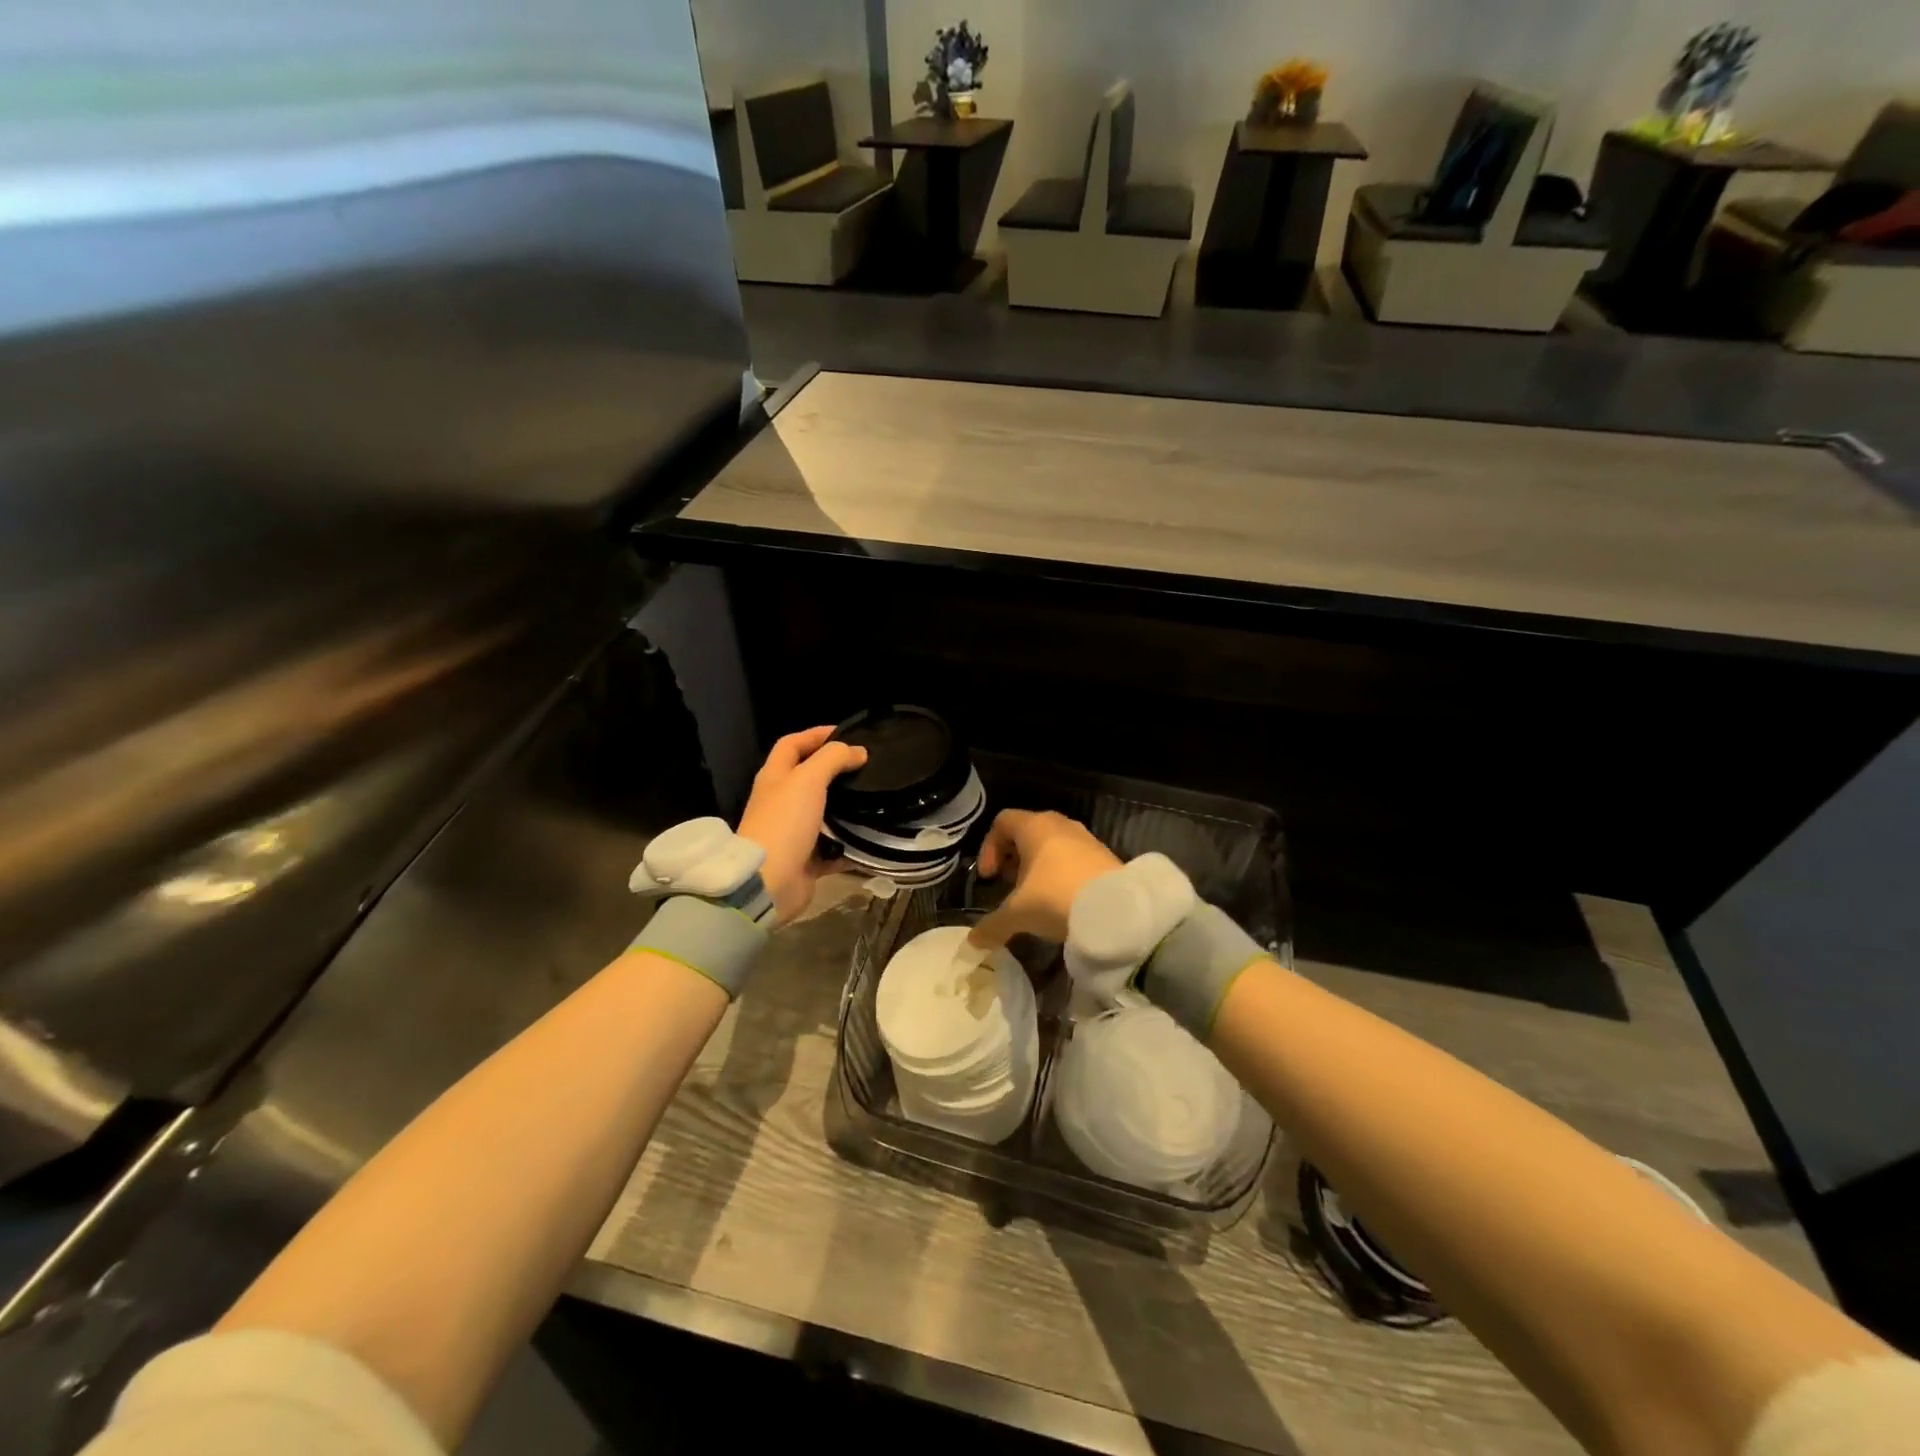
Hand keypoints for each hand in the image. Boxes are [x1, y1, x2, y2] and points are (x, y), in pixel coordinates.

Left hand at [737, 727, 867, 923]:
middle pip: (808, 778)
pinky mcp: (806, 860)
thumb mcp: (809, 779)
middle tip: (867, 767)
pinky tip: (873, 839)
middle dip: (835, 771)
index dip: (816, 734)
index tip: (846, 733)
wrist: (769, 882)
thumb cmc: (785, 822)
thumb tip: (857, 751)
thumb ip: (833, 759)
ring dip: (846, 808)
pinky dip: (851, 845)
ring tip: (875, 799)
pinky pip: (833, 849)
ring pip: (823, 813)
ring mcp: (792, 832)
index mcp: (775, 778)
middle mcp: (781, 802)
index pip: (792, 744)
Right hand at [966, 810, 1122, 948]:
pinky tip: (1062, 901)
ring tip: (1035, 897)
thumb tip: (973, 941)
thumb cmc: (1057, 897)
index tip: (990, 877)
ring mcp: (1085, 838)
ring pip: (1052, 845)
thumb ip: (992, 925)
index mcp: (1034, 826)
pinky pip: (1073, 858)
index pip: (1002, 822)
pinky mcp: (1104, 856)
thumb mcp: (1018, 914)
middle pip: (1027, 831)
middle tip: (1009, 886)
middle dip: (1013, 858)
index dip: (989, 847)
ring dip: (1038, 867)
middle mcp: (1060, 824)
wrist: (1117, 910)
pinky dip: (1061, 873)